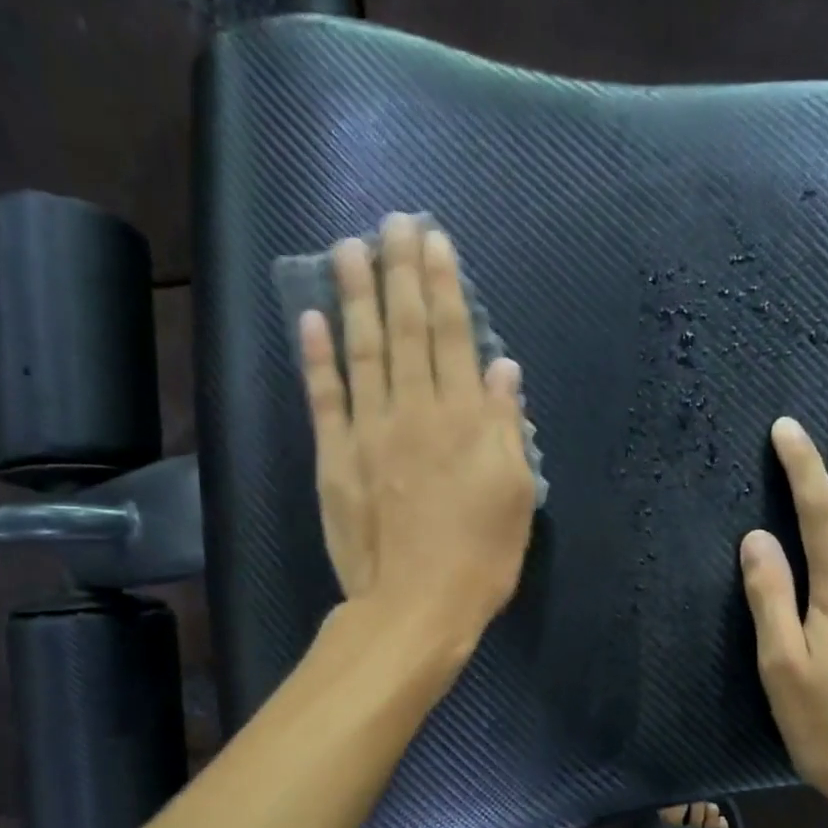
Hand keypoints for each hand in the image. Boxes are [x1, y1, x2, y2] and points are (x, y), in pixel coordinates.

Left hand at [299, 215, 536, 648]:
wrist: (417, 606)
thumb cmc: (481, 557)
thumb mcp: (516, 495)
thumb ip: (507, 428)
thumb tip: (504, 371)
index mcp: (465, 419)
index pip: (453, 336)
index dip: (444, 285)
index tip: (434, 241)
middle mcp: (415, 411)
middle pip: (406, 330)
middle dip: (400, 272)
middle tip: (392, 222)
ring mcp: (369, 433)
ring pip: (362, 350)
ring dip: (355, 295)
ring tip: (348, 248)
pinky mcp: (335, 460)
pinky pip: (324, 398)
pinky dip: (316, 357)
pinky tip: (311, 317)